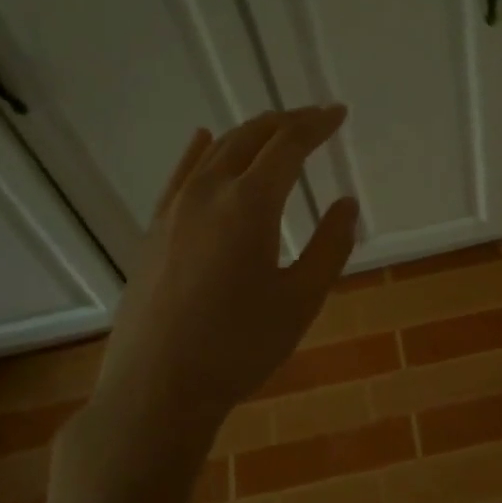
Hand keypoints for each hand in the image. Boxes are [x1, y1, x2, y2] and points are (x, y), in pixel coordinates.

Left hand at [46, 105, 358, 502]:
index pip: (288, 146)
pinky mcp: (155, 230)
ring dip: (249, 134)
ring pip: (215, 151)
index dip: (317, 126)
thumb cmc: (239, 346)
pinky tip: (203, 139)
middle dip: (286, 122)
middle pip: (250, 138)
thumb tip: (346, 204)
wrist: (157, 387)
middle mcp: (208, 193)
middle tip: (315, 118)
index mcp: (249, 204)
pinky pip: (182, 174)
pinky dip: (200, 151)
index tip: (338, 114)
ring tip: (275, 130)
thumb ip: (329, 246)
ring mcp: (174, 209)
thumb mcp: (301, 299)